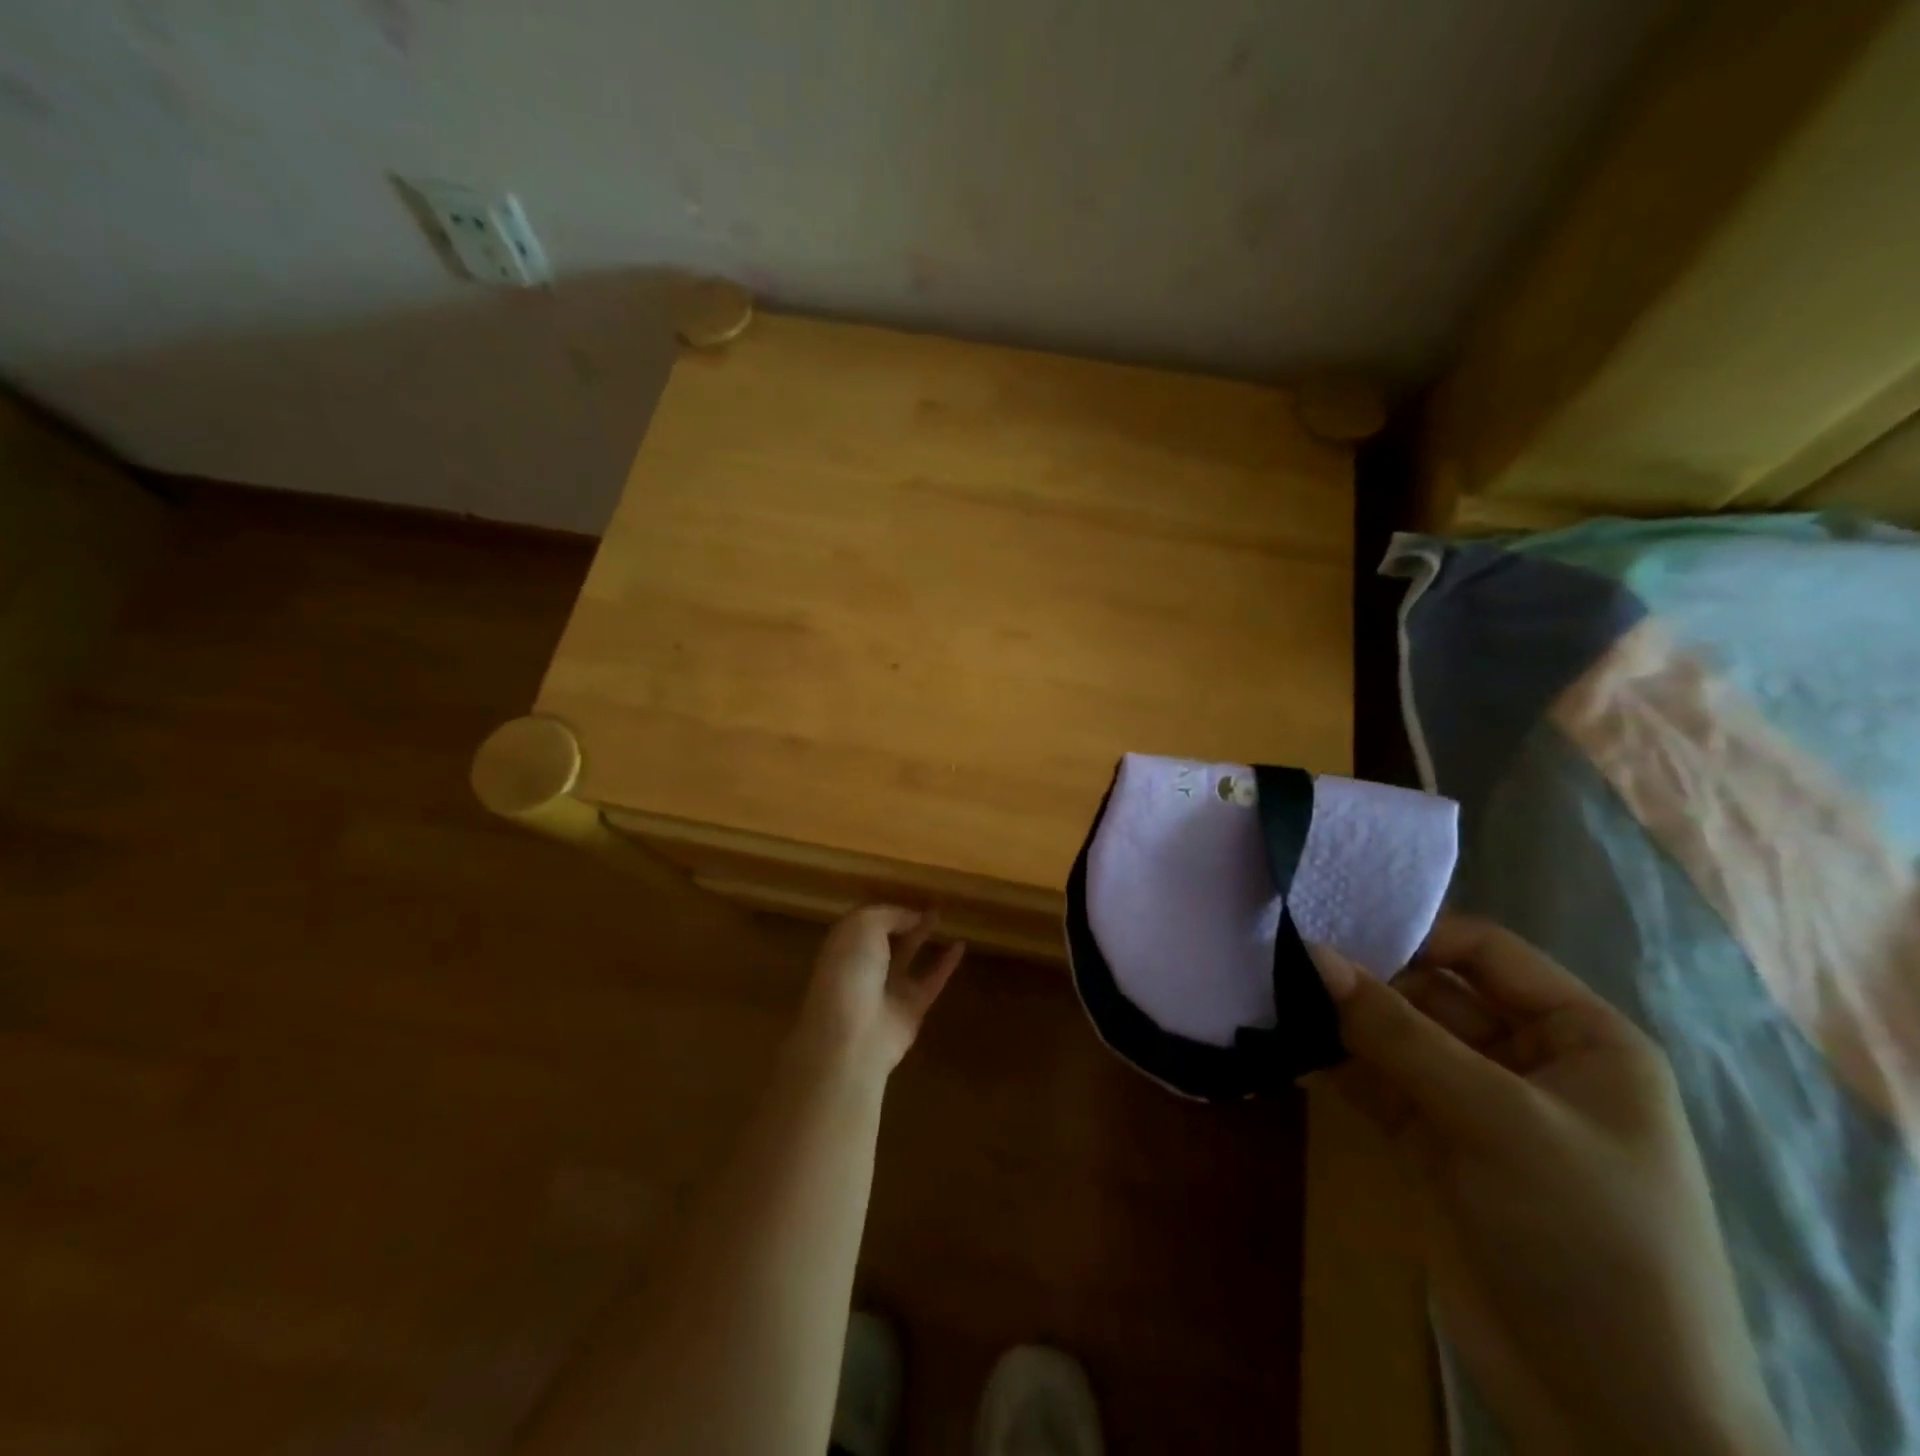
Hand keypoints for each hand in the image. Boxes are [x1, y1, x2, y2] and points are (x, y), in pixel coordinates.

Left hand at [794, 906, 964, 1080]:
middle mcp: (864, 966)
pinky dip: (946, 964)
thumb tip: (912, 917)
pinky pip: (932, 980)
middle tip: (929, 902)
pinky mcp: (912, 1009)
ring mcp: (887, 989)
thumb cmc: (851, 971)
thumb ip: (890, 915)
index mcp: (844, 945)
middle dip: (904, 921)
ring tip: (944, 916)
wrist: (852, 1035)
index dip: (886, 909)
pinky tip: (961, 945)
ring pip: (909, 956)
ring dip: (924, 937)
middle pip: (887, 938)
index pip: (865, 922)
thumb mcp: (864, 926)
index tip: (909, 893)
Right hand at [1310, 917, 1786, 1455]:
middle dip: (1364, 978)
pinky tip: (1281, 1040)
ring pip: (1396, 1036)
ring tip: (1269, 990)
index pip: (1485, 951)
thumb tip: (1311, 953)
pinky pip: (1375, 1082)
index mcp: (1579, 1038)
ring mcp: (1474, 1104)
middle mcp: (1525, 1059)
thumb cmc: (1589, 1238)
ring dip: (1340, 1018)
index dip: (1413, 934)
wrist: (1610, 1413)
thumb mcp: (1499, 1120)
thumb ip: (1399, 1032)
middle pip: (1431, 991)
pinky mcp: (1431, 1144)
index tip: (1330, 926)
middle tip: (1283, 958)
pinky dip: (1333, 1062)